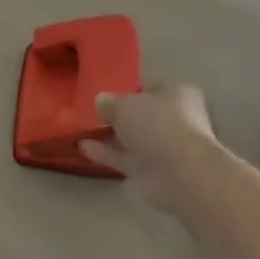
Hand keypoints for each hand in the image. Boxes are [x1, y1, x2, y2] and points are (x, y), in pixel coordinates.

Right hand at [79, 82, 220, 211]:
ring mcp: (162, 147)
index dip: (126, 87)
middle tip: (89, 110)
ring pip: (131, 137)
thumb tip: (101, 100)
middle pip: (140, 113)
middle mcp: (173, 118)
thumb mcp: (126, 104)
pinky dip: (105, 153)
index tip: (103, 89)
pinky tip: (82, 146)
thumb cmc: (158, 124)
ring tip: (79, 128)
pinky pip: (124, 158)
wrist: (180, 173)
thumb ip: (111, 102)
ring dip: (108, 134)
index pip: (149, 85)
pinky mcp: (151, 171)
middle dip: (117, 114)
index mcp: (176, 93)